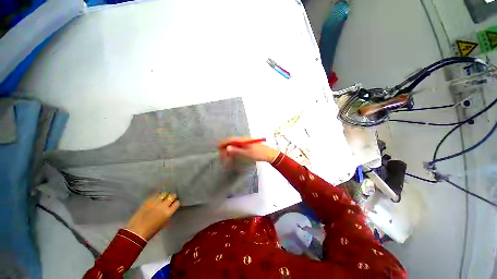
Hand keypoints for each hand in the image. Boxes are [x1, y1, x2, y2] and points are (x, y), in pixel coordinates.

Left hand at [125, 192, 179, 240]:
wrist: (136, 231)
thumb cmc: (152, 230)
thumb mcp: (164, 223)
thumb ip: (169, 214)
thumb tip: (171, 208)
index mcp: (168, 213)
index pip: (177, 203)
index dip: (176, 202)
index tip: (175, 203)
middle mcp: (163, 205)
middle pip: (171, 196)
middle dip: (172, 196)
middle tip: (171, 198)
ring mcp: (155, 202)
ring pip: (164, 193)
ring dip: (165, 195)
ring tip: (163, 197)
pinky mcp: (148, 201)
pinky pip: (155, 195)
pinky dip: (158, 195)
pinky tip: (157, 197)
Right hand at [218, 137, 279, 162]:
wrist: (268, 154)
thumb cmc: (258, 154)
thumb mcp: (246, 153)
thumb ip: (236, 150)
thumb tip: (227, 148)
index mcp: (242, 140)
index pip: (230, 139)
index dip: (223, 143)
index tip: (217, 148)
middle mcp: (243, 139)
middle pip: (231, 142)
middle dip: (225, 148)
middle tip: (222, 157)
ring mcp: (245, 142)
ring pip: (234, 145)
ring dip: (229, 151)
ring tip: (227, 158)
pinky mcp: (247, 145)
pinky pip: (238, 147)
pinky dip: (234, 151)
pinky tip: (233, 156)